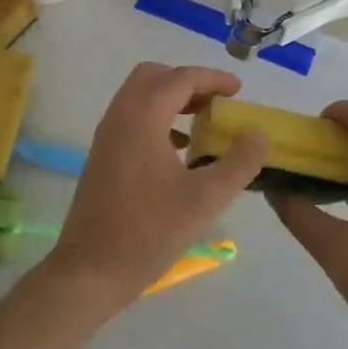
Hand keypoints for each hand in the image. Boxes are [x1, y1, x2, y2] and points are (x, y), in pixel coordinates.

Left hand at [37, 63, 267, 314]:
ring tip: (203, 123)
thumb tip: (258, 135)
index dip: (213, 79)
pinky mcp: (102, 156)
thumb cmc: (148, 232)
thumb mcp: (206, 199)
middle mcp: (120, 117)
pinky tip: (180, 151)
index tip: (239, 91)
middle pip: (154, 76)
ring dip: (172, 99)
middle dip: (188, 82)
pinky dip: (157, 118)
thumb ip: (239, 163)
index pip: (181, 78)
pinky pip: (132, 118)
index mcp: (142, 118)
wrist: (89, 272)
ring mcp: (107, 136)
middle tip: (216, 102)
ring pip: (140, 96)